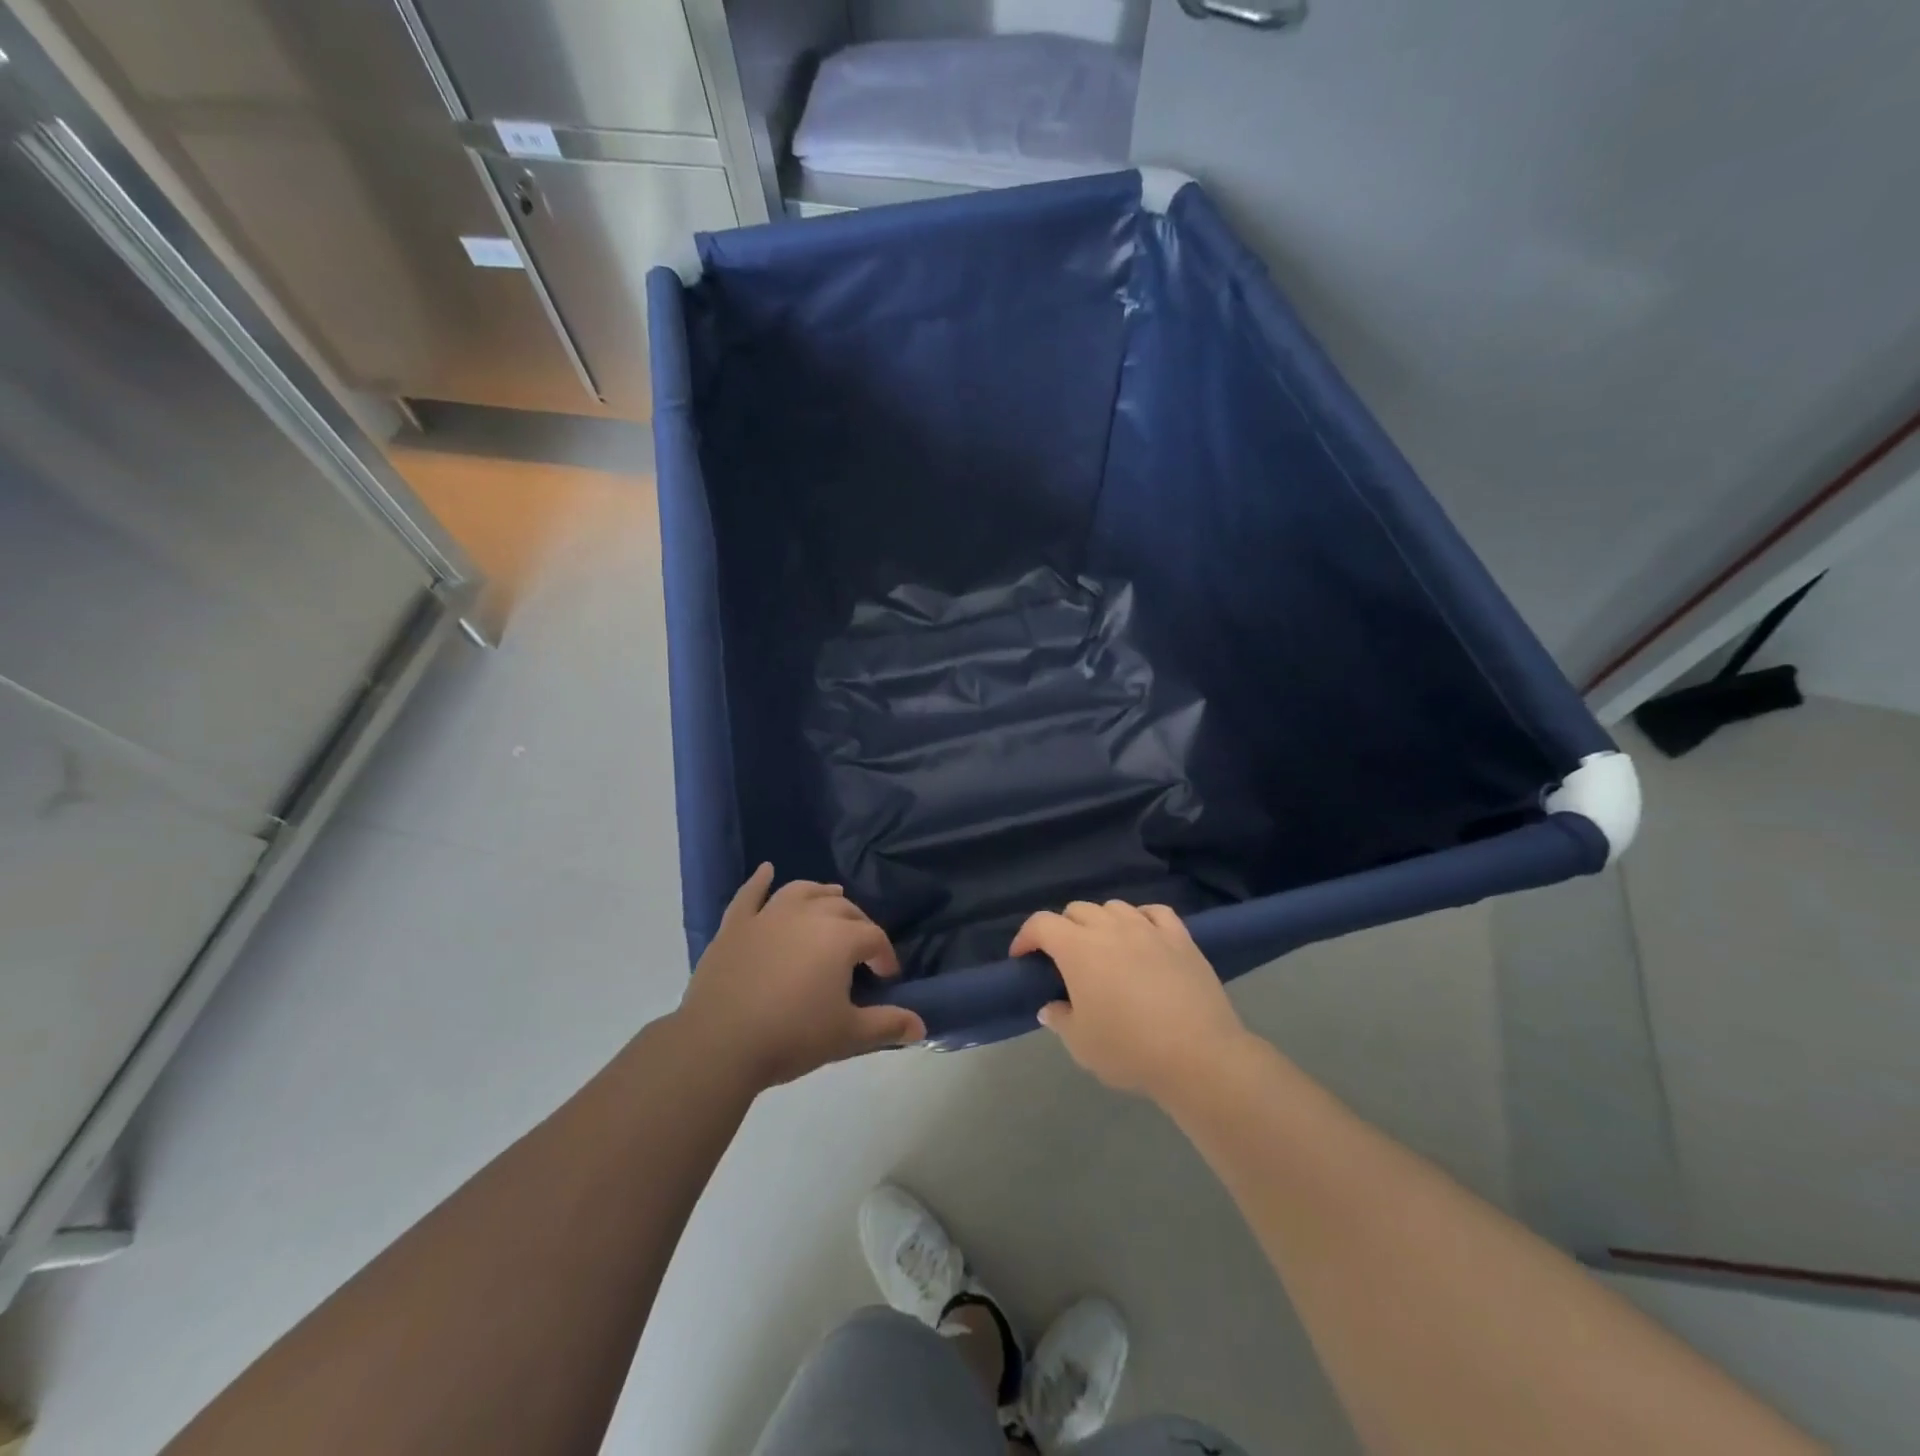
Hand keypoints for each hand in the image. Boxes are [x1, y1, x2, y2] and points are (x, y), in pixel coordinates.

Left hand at [678, 864, 925, 1087]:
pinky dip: (759, 881)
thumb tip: (921, 1027)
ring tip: (831, 899)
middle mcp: (807, 915)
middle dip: (858, 925)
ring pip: (801, 892)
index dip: (885, 956)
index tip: (886, 977)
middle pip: (842, 909)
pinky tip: (767, 871)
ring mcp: (768, 916)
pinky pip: (750, 894)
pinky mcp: (735, 926)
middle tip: (861, 950)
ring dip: (820, 894)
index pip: (874, 938)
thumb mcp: (847, 1036)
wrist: (720, 1044)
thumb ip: (887, 1026)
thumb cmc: (792, 1036)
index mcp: (840, 938)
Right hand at [1011, 900, 1247, 1099]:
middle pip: (1078, 910)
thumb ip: (1060, 1019)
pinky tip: (1143, 934)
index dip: (1026, 936)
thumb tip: (1051, 1007)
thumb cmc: (1129, 1049)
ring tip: (1104, 947)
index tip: (1023, 956)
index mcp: (1078, 949)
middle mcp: (1110, 928)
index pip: (1042, 924)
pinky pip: (1155, 912)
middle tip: (1064, 958)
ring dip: (1101, 921)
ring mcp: (1148, 929)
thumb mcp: (1081, 1044)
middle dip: (1063, 928)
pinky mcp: (1181, 938)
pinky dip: (1142, 918)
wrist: (1198, 1055)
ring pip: (1115, 907)